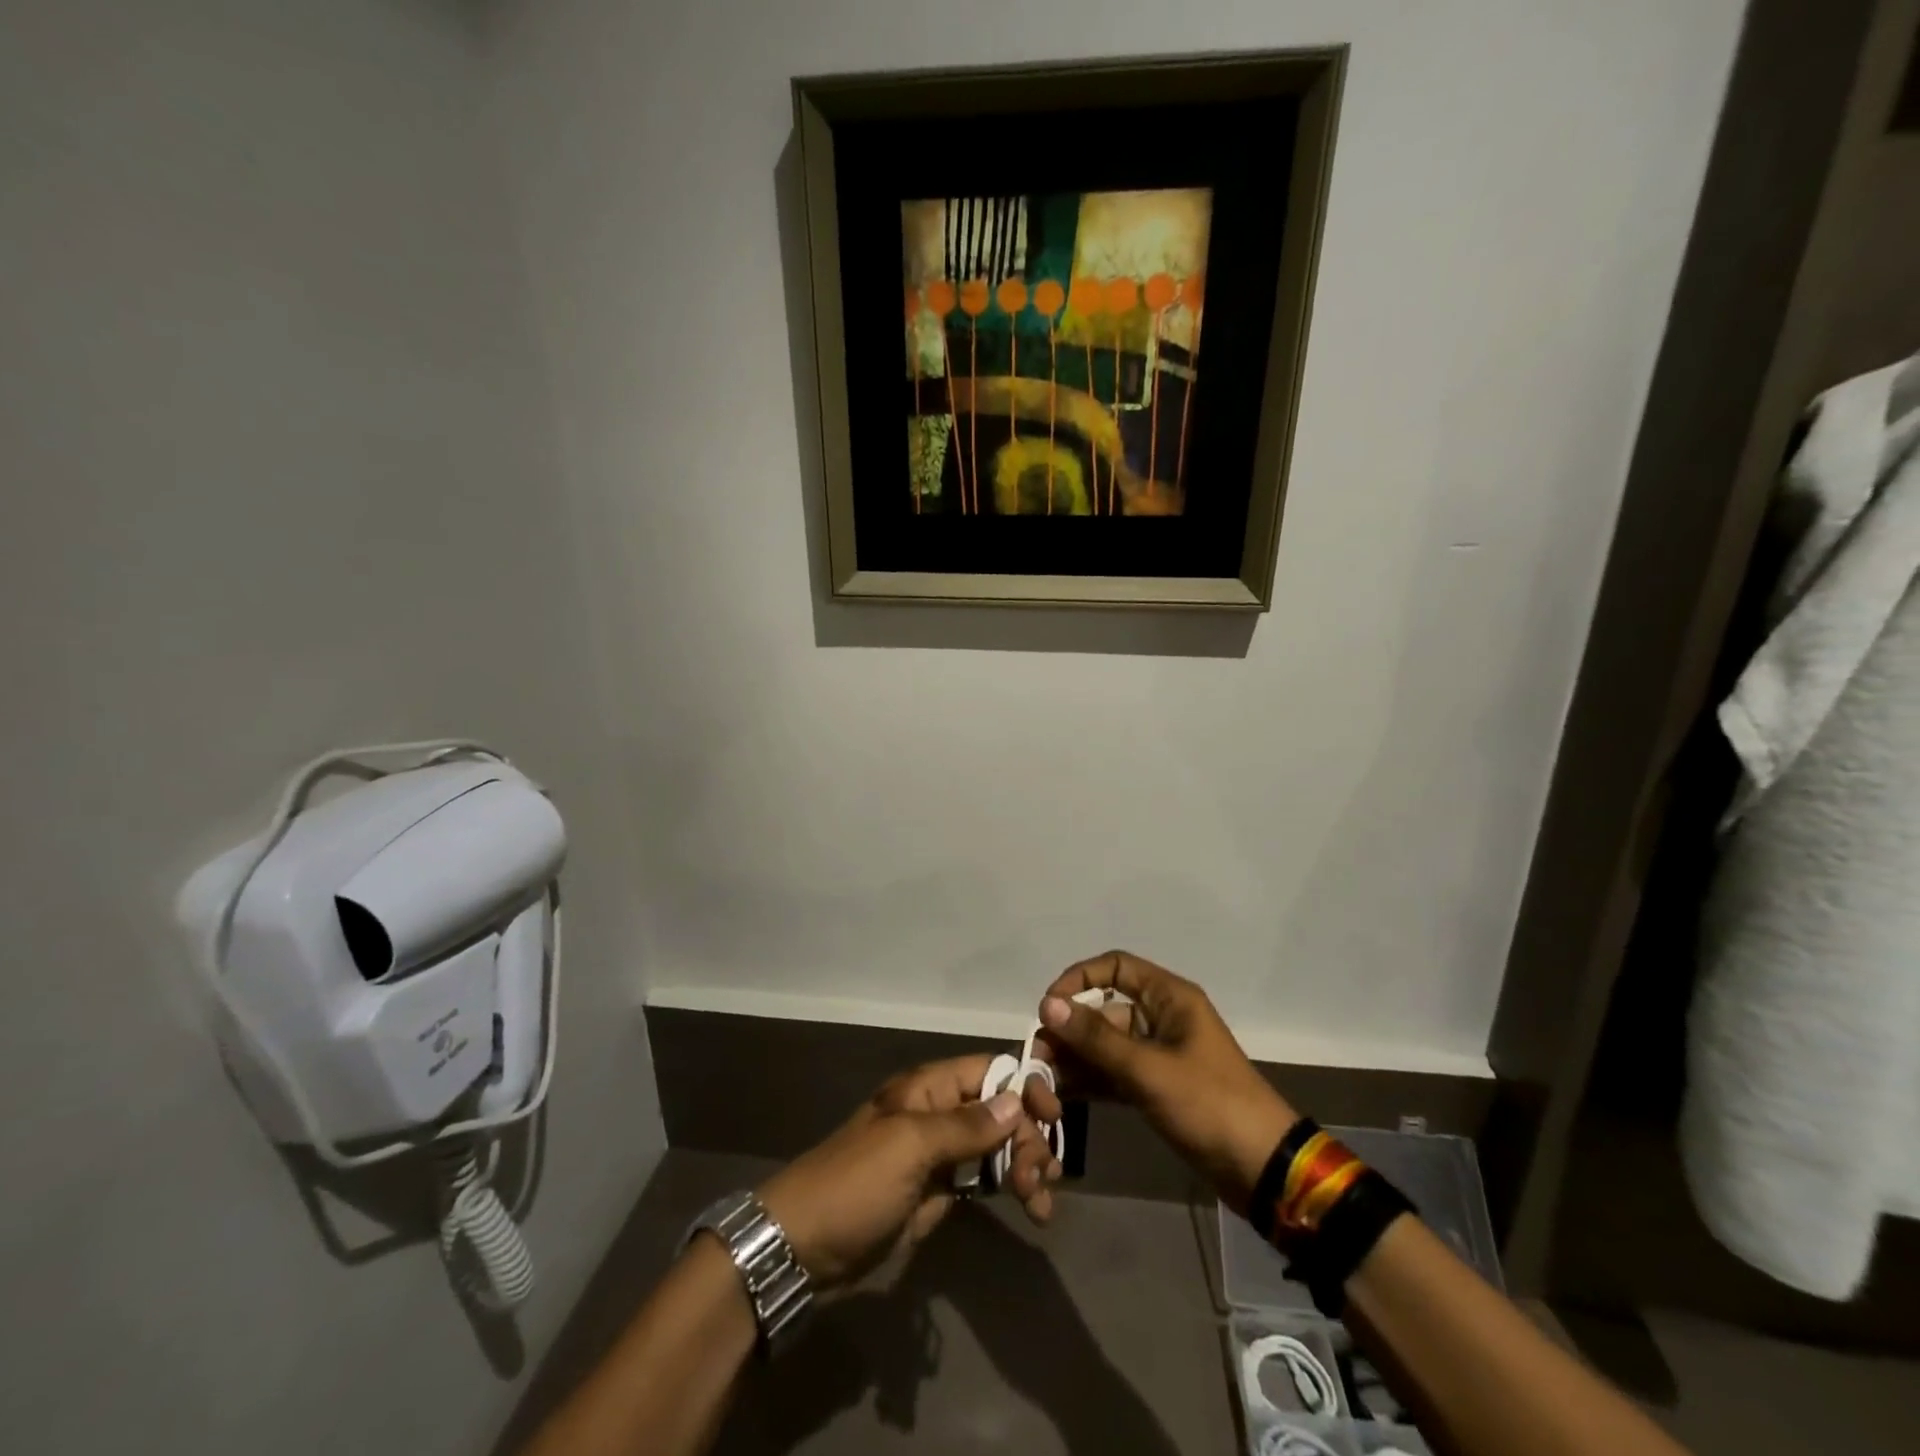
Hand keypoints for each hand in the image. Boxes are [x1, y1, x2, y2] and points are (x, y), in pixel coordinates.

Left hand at [756, 1055, 1062, 1288]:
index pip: (990, 1070)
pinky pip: (987, 1179)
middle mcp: (939, 1113)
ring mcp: (941, 1155)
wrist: (803, 1248)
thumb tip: (1017, 1099)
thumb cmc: (855, 1183)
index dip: (1025, 1086)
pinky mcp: (940, 1192)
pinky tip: (1032, 1207)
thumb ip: (966, 1125)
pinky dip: (1013, 1188)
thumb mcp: (910, 1146)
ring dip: (1027, 1165)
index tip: (1054, 1118)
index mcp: (929, 1088)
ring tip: (1040, 1202)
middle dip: (1030, 1137)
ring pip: (999, 1145)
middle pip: (1001, 1110)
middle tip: (1042, 1177)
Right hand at [1025, 950, 1298, 1213]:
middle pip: (1105, 1008)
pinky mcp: (1155, 1087)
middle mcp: (1160, 1018)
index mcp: (1169, 998)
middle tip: (1038, 1057)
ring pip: (1105, 1043)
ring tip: (1044, 1080)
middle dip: (1070, 1028)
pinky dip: (1090, 1079)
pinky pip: (1113, 1072)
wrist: (1261, 1170)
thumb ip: (1096, 1038)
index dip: (1079, 978)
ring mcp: (1157, 1055)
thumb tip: (1047, 1004)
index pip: (1116, 967)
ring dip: (1075, 1057)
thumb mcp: (1149, 1069)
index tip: (1050, 1006)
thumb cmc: (1209, 1104)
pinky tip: (1062, 1094)